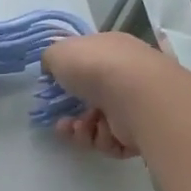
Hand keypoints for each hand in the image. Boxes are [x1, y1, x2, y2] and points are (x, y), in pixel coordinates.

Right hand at [42, 32, 172, 158]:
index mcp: (111, 50)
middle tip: (62, 119)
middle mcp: (126, 75)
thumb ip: (50, 59)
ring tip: (79, 127)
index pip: (89, 63)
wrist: (134, 95)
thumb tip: (53, 69)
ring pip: (97, 123)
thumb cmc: (95, 66)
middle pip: (90, 98)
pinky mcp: (140, 131)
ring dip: (81, 129)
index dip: (69, 78)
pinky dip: (101, 139)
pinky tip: (99, 132)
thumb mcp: (59, 52)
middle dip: (71, 112)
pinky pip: (111, 140)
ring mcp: (134, 104)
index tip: (54, 91)